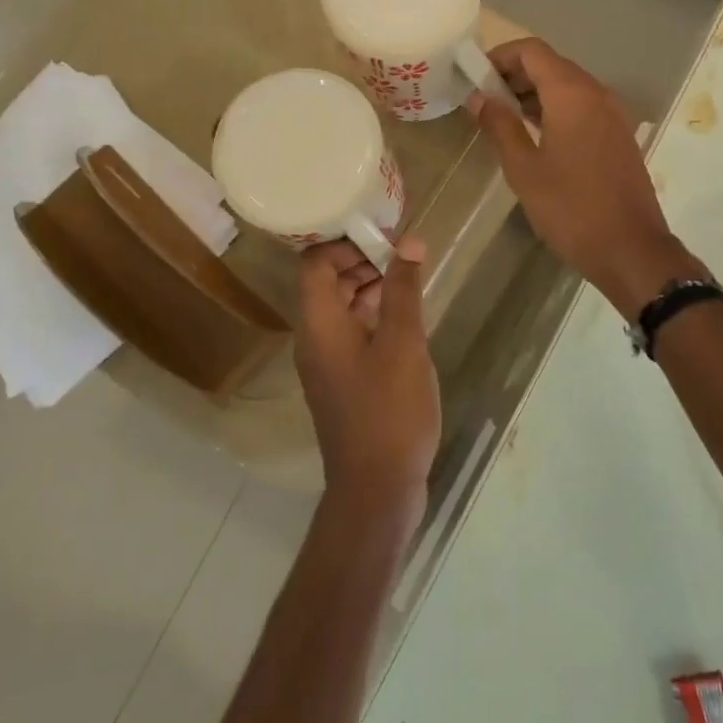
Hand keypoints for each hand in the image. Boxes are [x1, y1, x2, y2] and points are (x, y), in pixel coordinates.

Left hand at [295, 237, 439, 520]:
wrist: (376, 488)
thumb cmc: (390, 410)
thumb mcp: (403, 344)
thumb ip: (403, 290)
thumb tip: (408, 242)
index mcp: (319, 324)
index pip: (315, 263)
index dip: (344, 242)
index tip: (382, 234)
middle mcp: (313, 339)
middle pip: (325, 284)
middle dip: (360, 261)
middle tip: (401, 253)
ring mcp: (325, 364)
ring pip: (339, 310)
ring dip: (367, 288)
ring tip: (406, 279)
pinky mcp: (342, 383)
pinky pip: (349, 334)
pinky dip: (371, 316)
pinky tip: (402, 319)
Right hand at [469, 38, 701, 318]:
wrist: (630, 249)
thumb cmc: (570, 208)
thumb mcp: (524, 169)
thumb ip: (499, 126)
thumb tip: (479, 98)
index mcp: (572, 94)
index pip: (532, 51)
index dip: (500, 56)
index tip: (474, 78)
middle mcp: (597, 94)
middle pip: (551, 65)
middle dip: (514, 75)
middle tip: (484, 101)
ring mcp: (613, 115)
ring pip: (568, 87)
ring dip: (534, 94)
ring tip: (503, 120)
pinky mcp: (619, 136)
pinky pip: (582, 107)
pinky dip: (555, 110)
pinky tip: (535, 138)